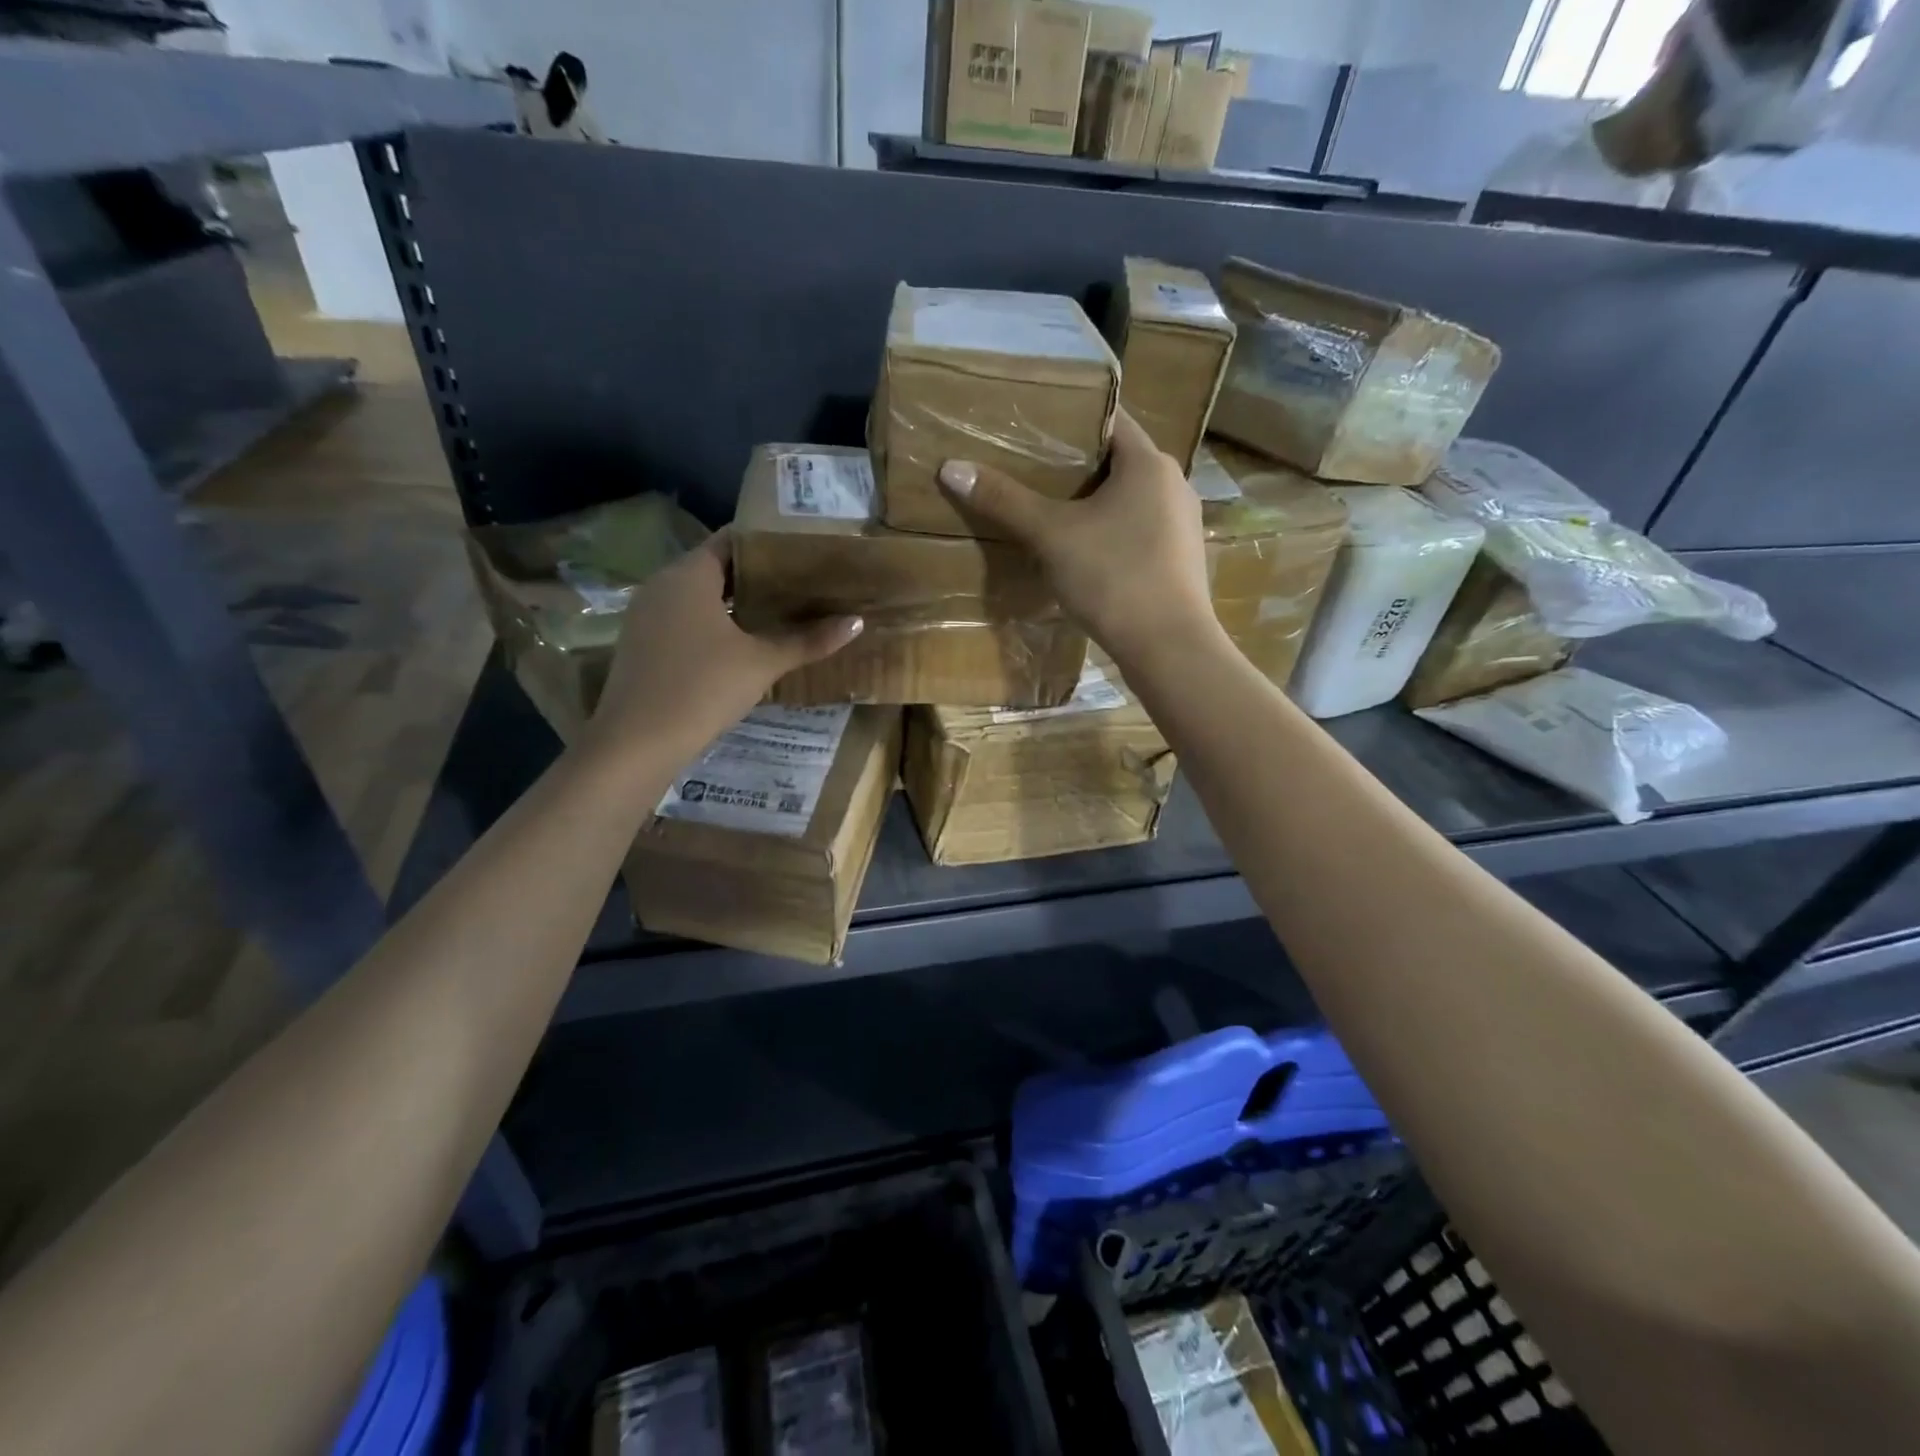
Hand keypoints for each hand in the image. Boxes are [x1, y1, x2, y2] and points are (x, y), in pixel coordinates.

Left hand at [581, 530, 861, 769]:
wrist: (637, 742)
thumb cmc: (703, 688)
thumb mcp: (762, 663)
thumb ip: (808, 640)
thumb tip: (857, 622)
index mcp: (688, 575)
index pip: (731, 540)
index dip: (767, 543)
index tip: (802, 553)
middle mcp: (662, 585)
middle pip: (715, 568)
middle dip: (756, 576)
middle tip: (800, 585)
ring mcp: (646, 616)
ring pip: (697, 597)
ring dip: (734, 603)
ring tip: (778, 613)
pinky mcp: (641, 645)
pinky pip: (683, 620)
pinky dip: (712, 624)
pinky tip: (740, 645)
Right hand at [937, 409, 1219, 668]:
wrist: (1169, 647)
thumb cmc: (1114, 577)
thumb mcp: (1052, 536)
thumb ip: (1004, 500)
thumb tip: (951, 468)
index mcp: (1149, 463)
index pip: (1109, 419)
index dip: (1071, 418)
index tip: (1033, 427)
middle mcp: (1174, 484)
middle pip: (1119, 460)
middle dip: (1077, 465)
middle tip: (1032, 472)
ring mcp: (1183, 525)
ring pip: (1130, 499)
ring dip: (1095, 503)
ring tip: (1053, 513)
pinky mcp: (1181, 560)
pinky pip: (1141, 531)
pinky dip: (1113, 533)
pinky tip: (1085, 554)